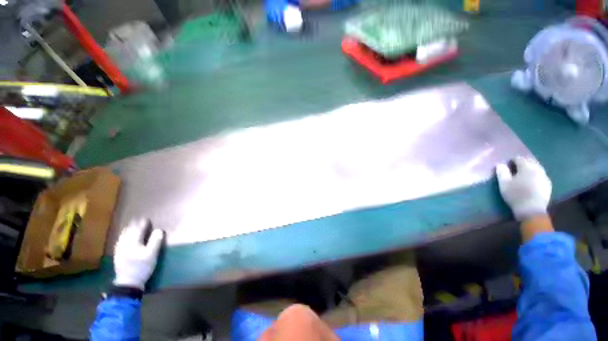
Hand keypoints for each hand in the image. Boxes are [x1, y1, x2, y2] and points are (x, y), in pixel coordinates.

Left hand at [113, 219, 163, 289]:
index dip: (142, 224)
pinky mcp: (117, 256)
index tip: (146, 219)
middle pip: (128, 232)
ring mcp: (119, 250)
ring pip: (122, 237)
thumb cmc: (142, 267)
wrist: (129, 282)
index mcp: (134, 243)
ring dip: (126, 231)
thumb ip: (155, 241)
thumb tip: (159, 230)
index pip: (138, 230)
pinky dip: (122, 238)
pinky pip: (119, 243)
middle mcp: (125, 244)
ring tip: (129, 226)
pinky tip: (122, 238)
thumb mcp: (152, 254)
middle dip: (133, 226)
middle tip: (136, 220)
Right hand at [496, 157, 551, 219]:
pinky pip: (541, 175)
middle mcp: (537, 169)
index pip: (519, 158)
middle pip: (531, 161)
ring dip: (530, 168)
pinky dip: (535, 175)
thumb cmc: (515, 195)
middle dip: (523, 162)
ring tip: (523, 173)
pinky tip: (531, 180)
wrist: (531, 210)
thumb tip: (500, 164)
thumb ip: (502, 172)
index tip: (507, 164)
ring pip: (537, 167)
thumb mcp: (504, 184)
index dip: (512, 160)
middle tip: (515, 167)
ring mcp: (544, 177)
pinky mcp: (548, 184)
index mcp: (526, 167)